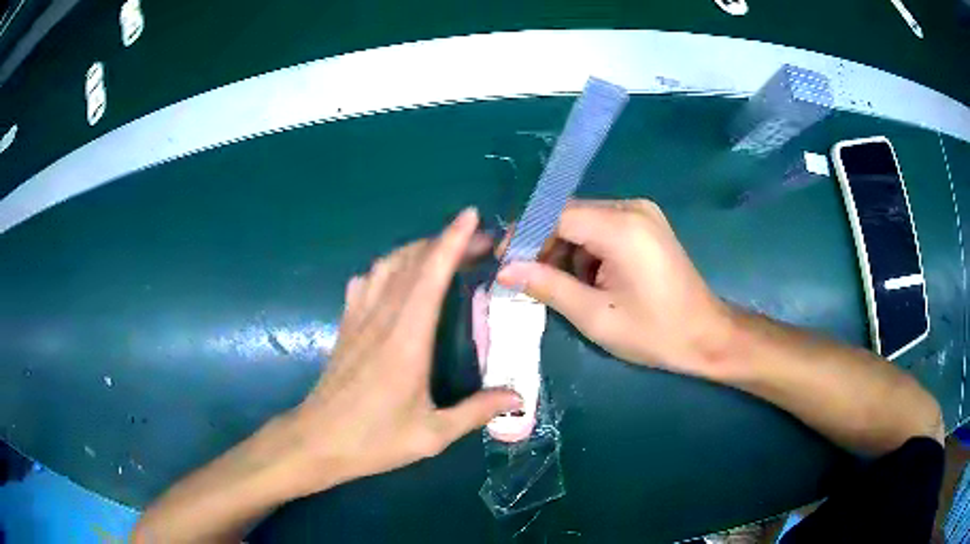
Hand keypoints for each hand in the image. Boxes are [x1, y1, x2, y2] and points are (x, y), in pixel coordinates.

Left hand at [288, 208, 521, 495]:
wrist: (317, 441)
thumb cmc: (374, 440)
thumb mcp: (432, 434)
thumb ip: (476, 412)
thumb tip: (519, 397)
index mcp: (406, 339)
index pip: (430, 275)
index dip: (452, 241)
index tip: (471, 217)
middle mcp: (381, 318)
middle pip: (411, 261)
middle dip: (445, 241)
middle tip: (478, 241)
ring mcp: (359, 318)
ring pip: (387, 265)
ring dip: (417, 249)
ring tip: (443, 252)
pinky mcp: (346, 325)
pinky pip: (366, 282)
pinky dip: (387, 268)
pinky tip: (396, 277)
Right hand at [496, 199, 733, 377]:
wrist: (705, 335)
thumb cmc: (654, 333)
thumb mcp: (595, 315)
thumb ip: (547, 286)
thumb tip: (503, 270)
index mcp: (621, 227)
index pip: (556, 215)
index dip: (524, 235)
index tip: (503, 263)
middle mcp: (631, 207)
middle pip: (569, 214)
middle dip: (544, 245)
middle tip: (527, 279)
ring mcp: (641, 213)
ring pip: (583, 221)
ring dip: (565, 250)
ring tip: (563, 286)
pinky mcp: (646, 223)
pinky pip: (602, 227)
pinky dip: (586, 250)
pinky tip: (588, 279)